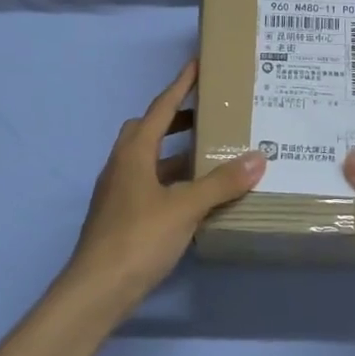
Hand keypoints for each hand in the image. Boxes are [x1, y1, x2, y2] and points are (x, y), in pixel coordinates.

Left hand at [61, 58, 264, 310]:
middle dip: (177, 119)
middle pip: (148, 130)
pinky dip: (172, 179)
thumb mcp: (185, 208)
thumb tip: (257, 157)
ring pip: (149, 159)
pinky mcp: (121, 216)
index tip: (197, 65)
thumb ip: (221, 183)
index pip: (160, 108)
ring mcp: (118, 192)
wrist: (96, 290)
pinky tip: (194, 195)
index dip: (180, 86)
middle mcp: (122, 165)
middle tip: (209, 116)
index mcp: (134, 153)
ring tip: (210, 154)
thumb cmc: (138, 239)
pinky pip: (150, 184)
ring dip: (175, 152)